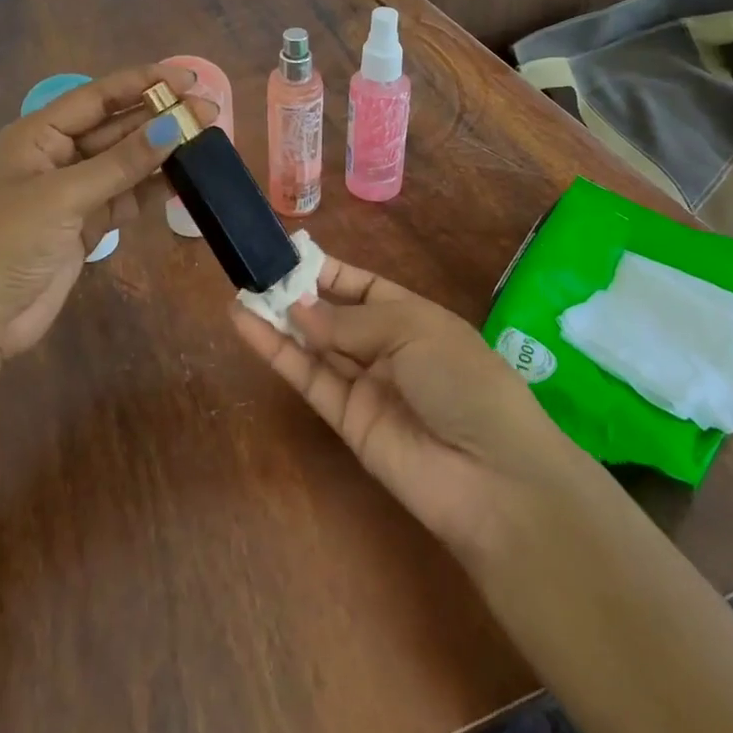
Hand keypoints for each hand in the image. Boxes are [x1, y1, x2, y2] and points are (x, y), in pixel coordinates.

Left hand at [0, 62, 214, 361]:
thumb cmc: (7, 242)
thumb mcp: (64, 196)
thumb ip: (121, 162)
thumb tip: (173, 126)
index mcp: (39, 134)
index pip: (98, 97)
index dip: (142, 83)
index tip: (186, 78)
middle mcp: (58, 155)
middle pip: (116, 127)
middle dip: (160, 117)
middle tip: (209, 111)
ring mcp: (74, 191)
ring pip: (126, 161)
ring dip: (161, 151)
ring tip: (206, 139)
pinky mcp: (87, 224)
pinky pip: (127, 196)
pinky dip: (153, 188)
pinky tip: (185, 179)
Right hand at [231, 256, 585, 563]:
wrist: (493, 477)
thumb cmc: (463, 379)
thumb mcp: (412, 329)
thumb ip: (349, 320)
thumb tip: (299, 307)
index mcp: (413, 316)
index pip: (362, 286)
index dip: (327, 271)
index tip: (287, 254)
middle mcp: (387, 348)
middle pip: (333, 315)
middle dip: (297, 294)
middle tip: (253, 272)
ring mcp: (366, 385)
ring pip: (314, 346)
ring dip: (278, 321)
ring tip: (239, 293)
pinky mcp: (346, 421)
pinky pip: (308, 379)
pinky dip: (277, 353)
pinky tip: (246, 326)